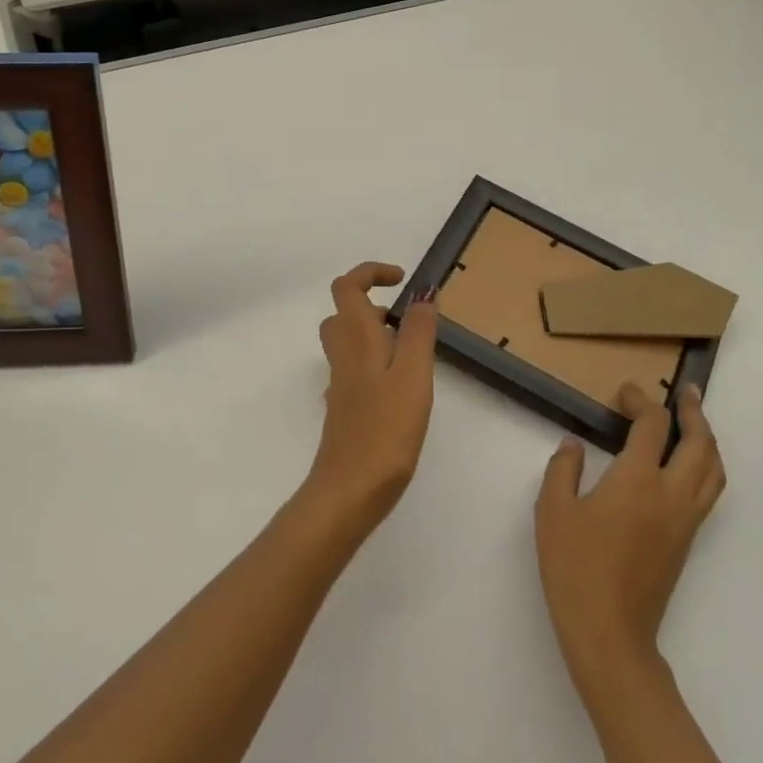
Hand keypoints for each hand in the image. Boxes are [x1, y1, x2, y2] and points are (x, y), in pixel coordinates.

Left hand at [306, 262, 437, 533]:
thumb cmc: (386, 430)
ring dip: (373, 333)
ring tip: (409, 350)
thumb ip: (418, 333)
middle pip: (343, 314)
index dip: (371, 273)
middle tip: (407, 319)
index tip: (402, 280)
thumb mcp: (413, 376)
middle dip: (372, 304)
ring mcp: (340, 385)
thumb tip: (423, 293)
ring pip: (346, 342)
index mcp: (357, 341)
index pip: (347, 287)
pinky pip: (352, 371)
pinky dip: (372, 364)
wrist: (349, 489)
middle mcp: (342, 357)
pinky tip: (397, 388)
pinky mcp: (344, 409)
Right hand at [535, 382, 725, 707]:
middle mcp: (671, 495)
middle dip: (694, 414)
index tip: (626, 392)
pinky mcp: (686, 542)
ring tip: (695, 425)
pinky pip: (708, 492)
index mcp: (637, 481)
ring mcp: (685, 521)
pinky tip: (687, 467)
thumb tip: (573, 445)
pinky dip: (707, 467)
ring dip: (708, 441)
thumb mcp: (552, 511)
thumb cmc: (575, 567)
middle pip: (699, 445)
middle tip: (686, 394)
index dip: (641, 402)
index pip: (652, 427)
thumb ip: (563, 470)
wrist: (609, 631)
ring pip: (714, 471)